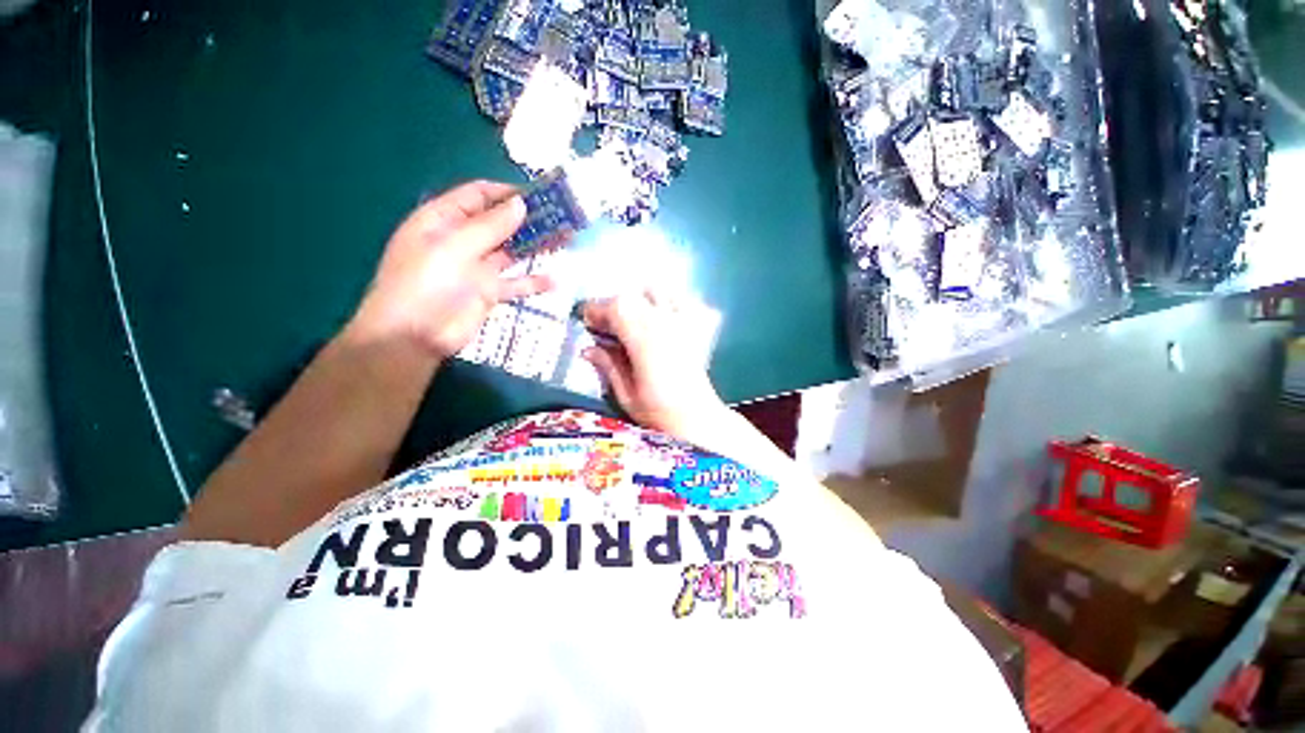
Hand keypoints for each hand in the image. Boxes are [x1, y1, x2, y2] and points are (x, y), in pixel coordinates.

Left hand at [347, 181, 551, 359]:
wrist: (416, 336)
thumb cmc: (427, 283)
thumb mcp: (455, 247)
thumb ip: (490, 226)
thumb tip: (521, 204)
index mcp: (443, 220)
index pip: (478, 196)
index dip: (506, 192)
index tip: (539, 195)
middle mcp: (461, 240)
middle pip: (499, 223)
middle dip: (527, 219)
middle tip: (561, 217)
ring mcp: (476, 268)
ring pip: (511, 251)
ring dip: (535, 246)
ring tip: (564, 240)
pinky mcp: (489, 293)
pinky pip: (515, 283)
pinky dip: (533, 282)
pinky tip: (554, 281)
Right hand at [582, 289, 728, 441]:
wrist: (700, 421)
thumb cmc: (660, 413)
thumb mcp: (626, 394)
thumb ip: (608, 366)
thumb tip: (588, 349)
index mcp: (644, 339)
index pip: (615, 308)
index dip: (596, 310)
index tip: (586, 321)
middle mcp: (666, 323)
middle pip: (634, 296)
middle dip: (614, 306)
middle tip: (606, 325)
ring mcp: (686, 323)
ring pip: (660, 291)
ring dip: (642, 299)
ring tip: (635, 319)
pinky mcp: (700, 328)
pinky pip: (686, 301)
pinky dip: (671, 302)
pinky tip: (665, 318)